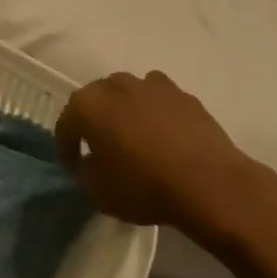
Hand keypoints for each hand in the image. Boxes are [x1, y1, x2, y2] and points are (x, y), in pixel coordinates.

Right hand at [55, 71, 274, 232]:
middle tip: (101, 148)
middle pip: (96, 100)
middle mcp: (115, 85)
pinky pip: (158, 100)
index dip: (67, 147)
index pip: (67, 124)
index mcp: (88, 105)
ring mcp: (151, 85)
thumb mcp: (99, 192)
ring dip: (124, 112)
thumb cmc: (144, 187)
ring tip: (134, 138)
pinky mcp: (182, 94)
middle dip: (94, 122)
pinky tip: (163, 135)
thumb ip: (86, 171)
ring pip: (127, 95)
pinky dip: (155, 113)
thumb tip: (91, 161)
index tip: (73, 166)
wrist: (209, 183)